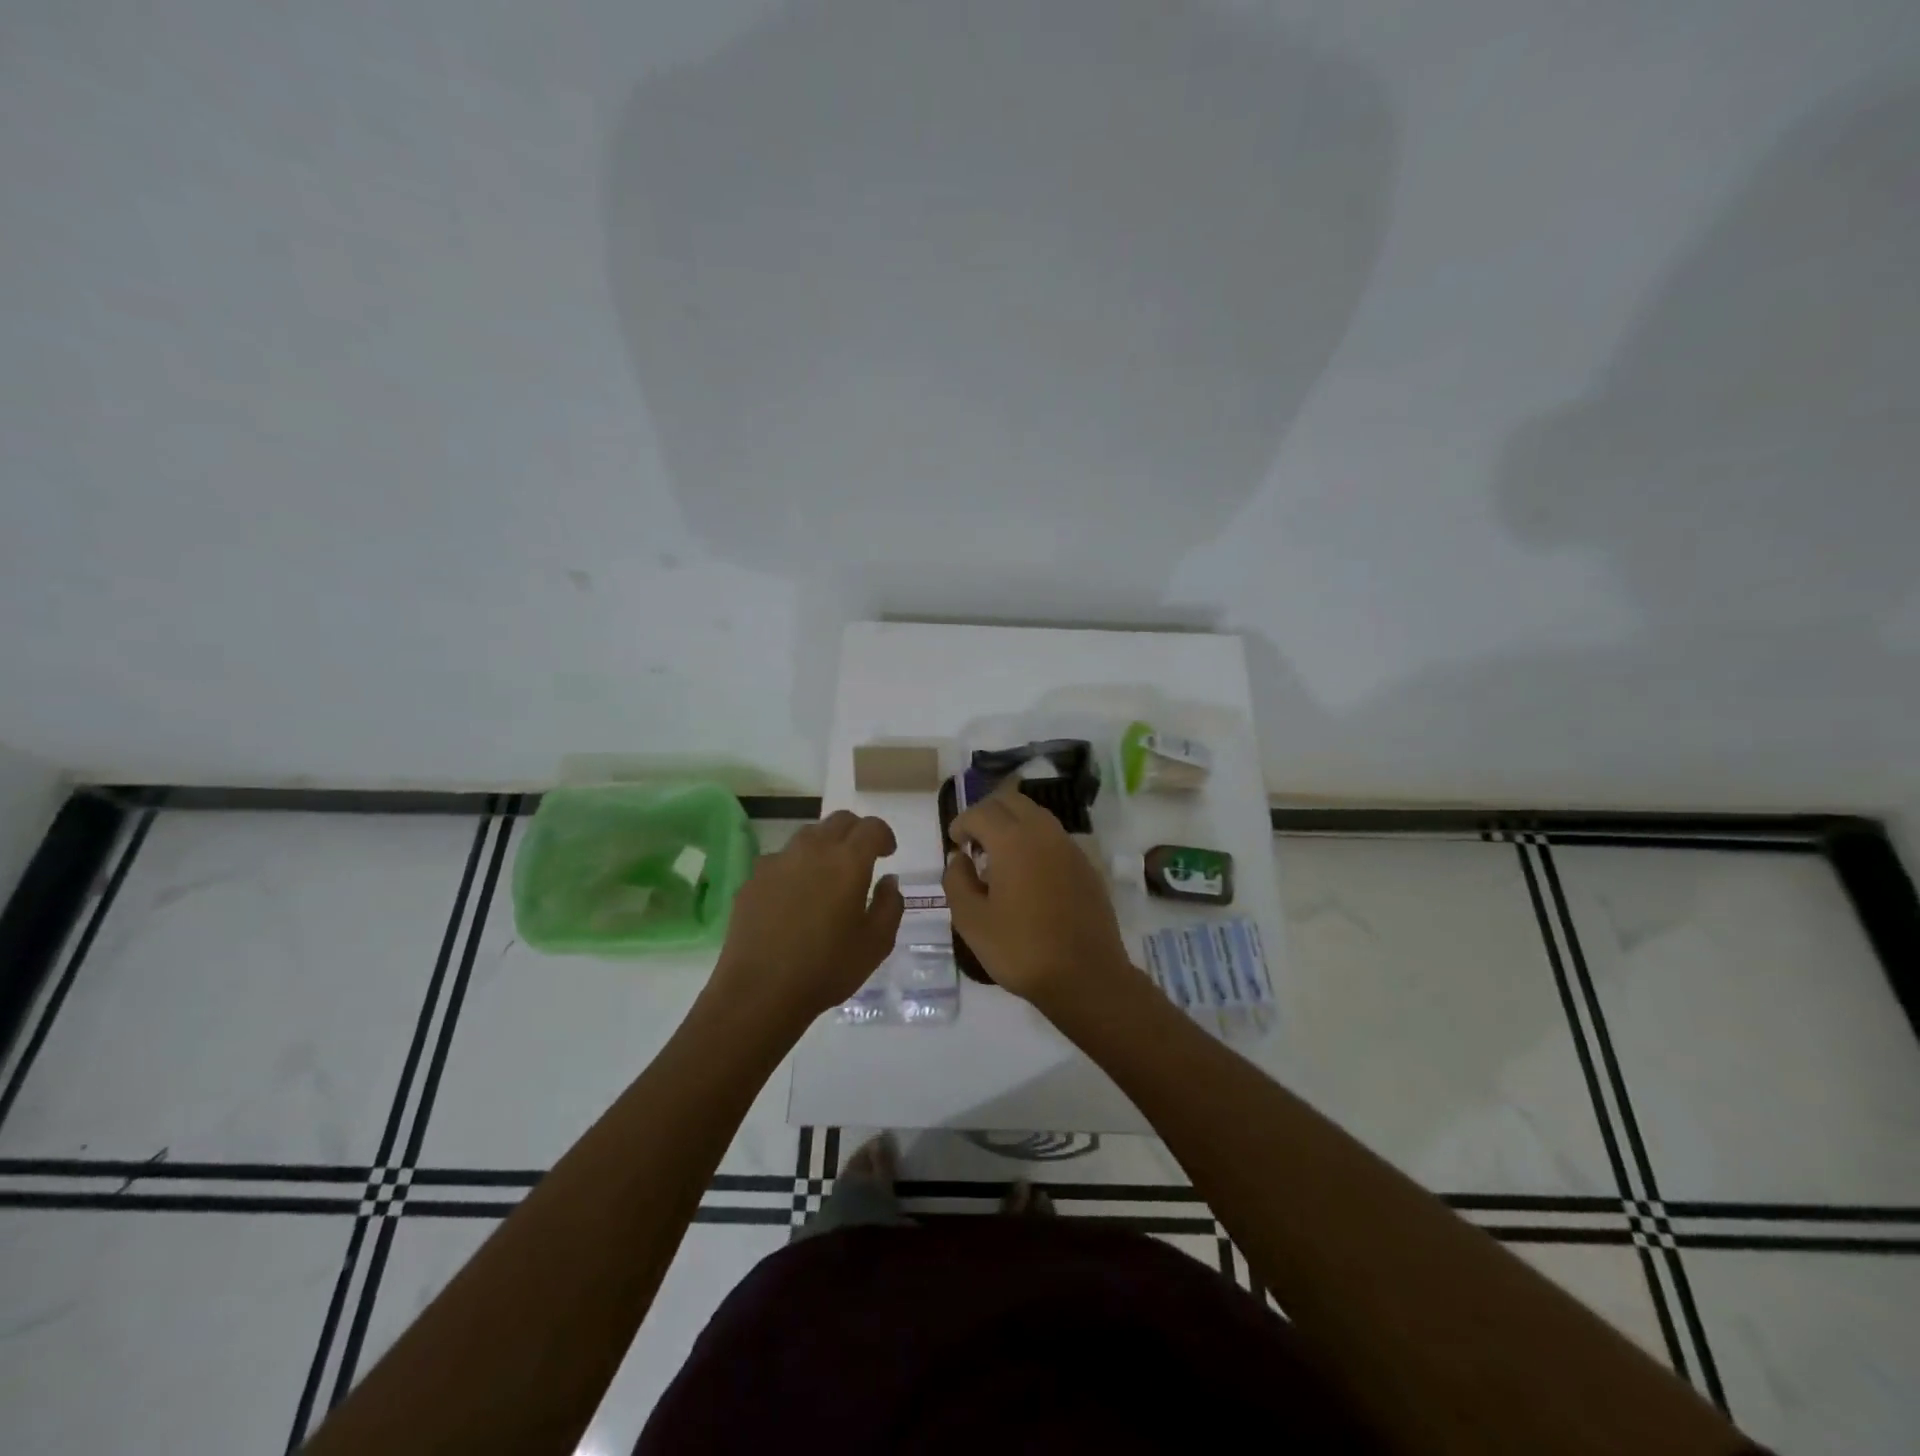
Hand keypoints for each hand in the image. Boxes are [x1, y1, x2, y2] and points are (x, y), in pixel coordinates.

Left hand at [710, 811, 903, 1029]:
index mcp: (848, 861)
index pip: (871, 827)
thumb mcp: (876, 943)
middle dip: (856, 832)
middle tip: (863, 856)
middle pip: (838, 821)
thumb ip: (889, 905)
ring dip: (825, 845)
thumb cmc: (827, 968)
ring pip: (807, 835)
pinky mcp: (753, 879)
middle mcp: (812, 850)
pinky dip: (795, 866)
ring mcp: (778, 861)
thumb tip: (888, 880)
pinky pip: (781, 859)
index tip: (888, 853)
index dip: (884, 835)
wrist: (759, 991)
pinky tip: (795, 896)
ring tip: (828, 874)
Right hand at [942, 789, 1137, 1014]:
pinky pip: (1054, 837)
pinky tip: (1028, 874)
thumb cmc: (1021, 949)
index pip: (981, 812)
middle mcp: (1044, 833)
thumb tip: (959, 858)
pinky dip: (1035, 840)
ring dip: (1013, 824)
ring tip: (999, 857)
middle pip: (1011, 801)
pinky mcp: (1086, 865)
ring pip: (1036, 815)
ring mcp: (1070, 847)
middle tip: (974, 841)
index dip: (961, 822)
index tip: (954, 843)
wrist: (1086, 976)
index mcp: (1013, 840)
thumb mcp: (971, 921)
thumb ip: (957, 881)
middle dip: (988, 813)